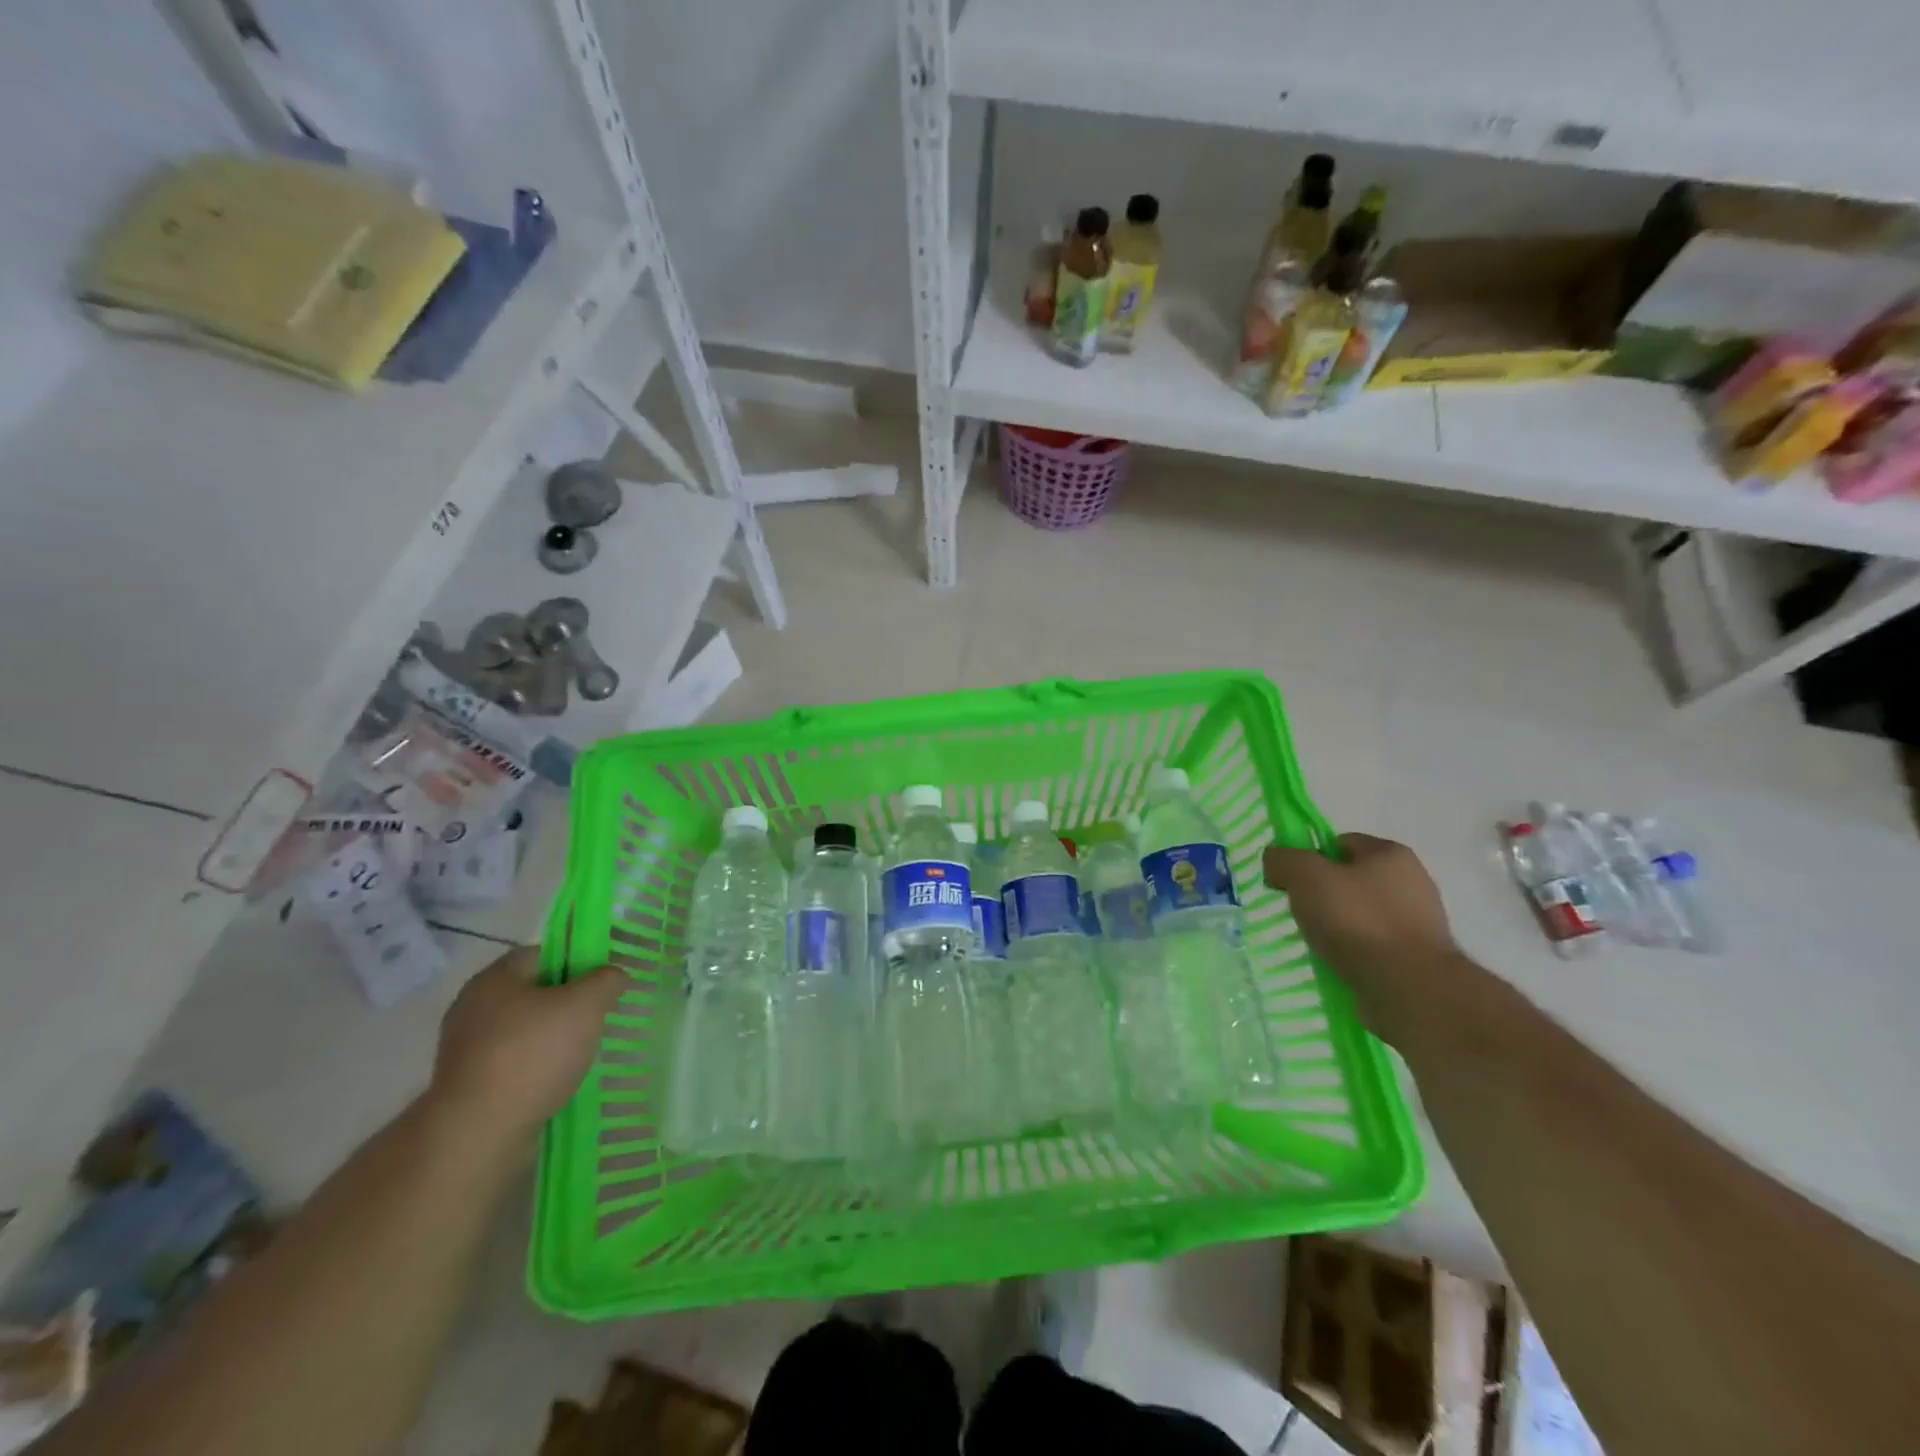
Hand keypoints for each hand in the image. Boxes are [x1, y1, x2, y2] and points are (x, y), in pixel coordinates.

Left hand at [427, 947, 627, 1140]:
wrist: (479, 1132)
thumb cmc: (533, 1053)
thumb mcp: (586, 1005)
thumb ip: (606, 981)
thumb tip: (614, 975)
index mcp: (494, 978)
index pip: (542, 954)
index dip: (576, 961)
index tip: (601, 982)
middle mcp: (472, 1007)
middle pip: (532, 992)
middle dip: (567, 1002)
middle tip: (598, 1015)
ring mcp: (465, 1049)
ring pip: (523, 1030)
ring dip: (552, 1038)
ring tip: (583, 1052)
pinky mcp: (466, 1085)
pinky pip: (512, 1063)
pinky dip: (536, 1067)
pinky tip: (558, 1079)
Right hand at [1263, 833, 1464, 1045]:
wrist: (1409, 988)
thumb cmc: (1357, 920)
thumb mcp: (1306, 876)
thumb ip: (1283, 859)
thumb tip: (1275, 861)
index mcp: (1391, 854)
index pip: (1340, 843)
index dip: (1310, 858)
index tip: (1291, 882)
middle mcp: (1412, 882)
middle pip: (1350, 880)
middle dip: (1322, 895)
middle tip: (1301, 914)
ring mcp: (1419, 923)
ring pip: (1360, 915)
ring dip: (1337, 927)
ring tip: (1317, 944)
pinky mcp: (1418, 959)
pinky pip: (1372, 946)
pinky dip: (1353, 952)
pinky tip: (1337, 964)